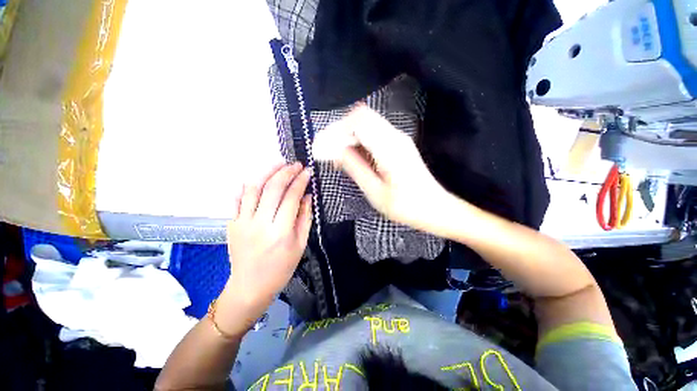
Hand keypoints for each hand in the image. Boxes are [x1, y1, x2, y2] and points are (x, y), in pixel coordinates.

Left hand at [222, 163, 311, 314]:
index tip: (308, 171)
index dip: (301, 181)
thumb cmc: (281, 268)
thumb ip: (305, 218)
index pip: (291, 197)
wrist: (250, 287)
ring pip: (253, 188)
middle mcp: (260, 224)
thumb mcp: (300, 245)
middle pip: (272, 188)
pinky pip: (238, 199)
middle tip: (296, 164)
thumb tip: (307, 195)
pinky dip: (248, 186)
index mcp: (280, 232)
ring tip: (279, 164)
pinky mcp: (231, 224)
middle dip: (286, 172)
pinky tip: (258, 178)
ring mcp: (242, 223)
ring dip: (267, 172)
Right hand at [314, 105, 451, 231]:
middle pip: (361, 117)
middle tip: (327, 151)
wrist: (435, 209)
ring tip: (336, 157)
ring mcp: (398, 139)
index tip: (322, 147)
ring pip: (366, 125)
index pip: (358, 120)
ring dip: (348, 137)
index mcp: (389, 147)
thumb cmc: (406, 206)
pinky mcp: (398, 145)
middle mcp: (395, 136)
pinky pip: (373, 134)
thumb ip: (355, 167)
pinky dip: (358, 142)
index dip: (336, 129)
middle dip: (340, 131)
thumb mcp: (376, 192)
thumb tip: (335, 150)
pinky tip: (352, 157)